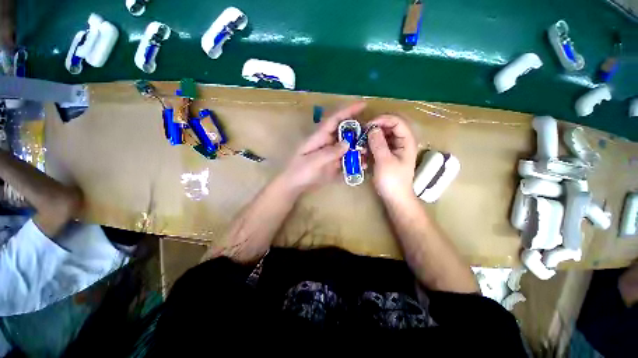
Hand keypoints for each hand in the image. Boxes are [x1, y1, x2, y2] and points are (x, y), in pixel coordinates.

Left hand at [282, 102, 366, 192]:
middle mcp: (327, 142)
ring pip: (347, 147)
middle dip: (358, 132)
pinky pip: (346, 160)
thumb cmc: (299, 171)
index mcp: (319, 137)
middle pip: (344, 133)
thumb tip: (348, 143)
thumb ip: (330, 152)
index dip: (348, 111)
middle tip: (372, 135)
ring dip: (358, 148)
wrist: (294, 186)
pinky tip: (363, 166)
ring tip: (369, 152)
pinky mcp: (333, 164)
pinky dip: (355, 162)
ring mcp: (331, 154)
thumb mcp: (313, 161)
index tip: (363, 105)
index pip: (335, 120)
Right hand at [367, 114, 417, 199]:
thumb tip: (372, 129)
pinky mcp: (387, 154)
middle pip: (389, 126)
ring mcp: (394, 148)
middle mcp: (402, 142)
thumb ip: (378, 143)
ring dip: (371, 138)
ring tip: (362, 145)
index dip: (382, 120)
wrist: (394, 197)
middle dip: (375, 128)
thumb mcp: (384, 161)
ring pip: (383, 135)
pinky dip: (371, 146)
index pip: (397, 121)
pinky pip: (379, 144)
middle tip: (362, 133)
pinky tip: (364, 153)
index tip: (368, 125)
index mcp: (407, 141)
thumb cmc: (392, 180)